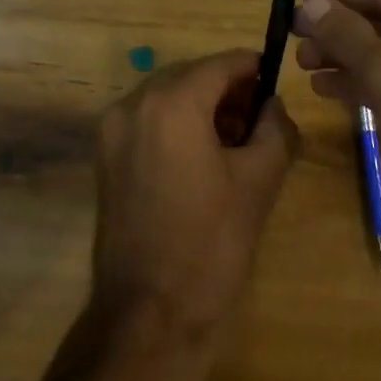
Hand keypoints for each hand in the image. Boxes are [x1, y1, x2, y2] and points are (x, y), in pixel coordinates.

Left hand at [91, 51, 299, 341]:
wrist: (147, 317)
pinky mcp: (105, 157)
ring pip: (168, 97)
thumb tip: (273, 105)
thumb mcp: (259, 181)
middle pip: (192, 76)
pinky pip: (148, 121)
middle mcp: (135, 103)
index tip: (275, 84)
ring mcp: (113, 130)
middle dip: (227, 91)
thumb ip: (274, 128)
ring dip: (202, 108)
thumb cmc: (210, 245)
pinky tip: (201, 160)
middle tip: (259, 120)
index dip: (252, 69)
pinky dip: (176, 126)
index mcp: (172, 102)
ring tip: (234, 143)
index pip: (221, 64)